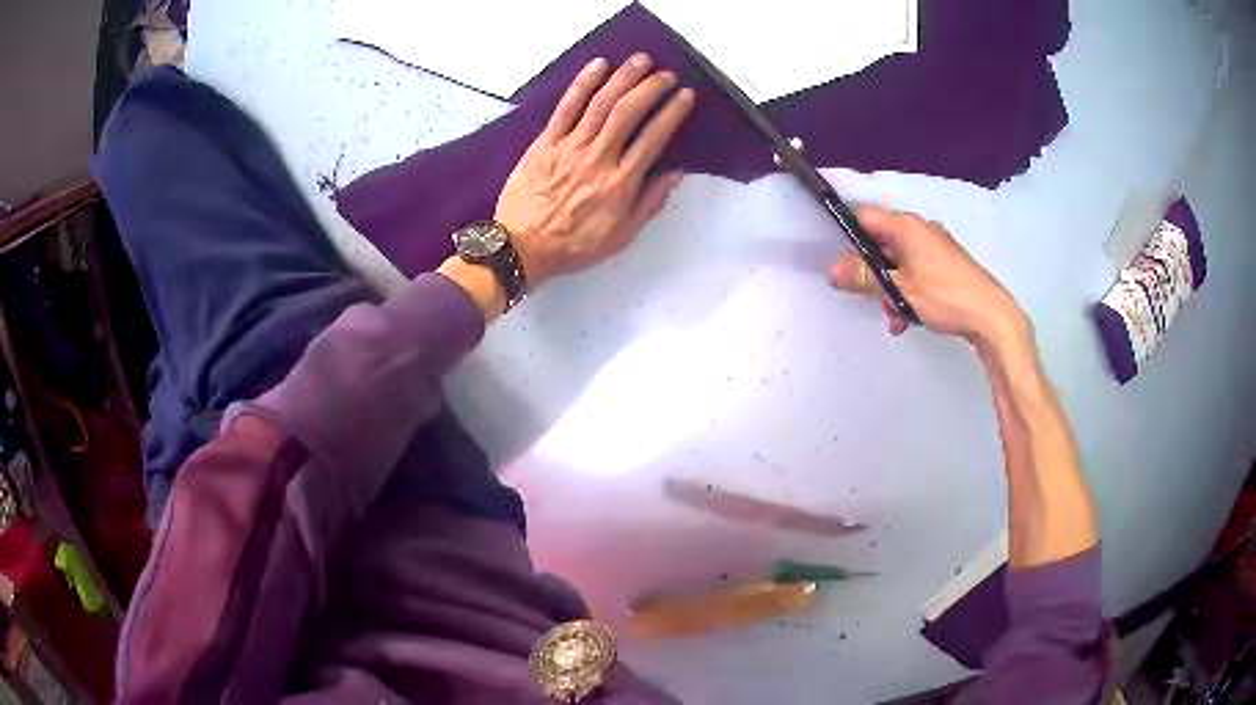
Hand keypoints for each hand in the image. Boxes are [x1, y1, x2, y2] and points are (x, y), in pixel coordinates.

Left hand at [494, 53, 693, 288]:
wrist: (522, 247)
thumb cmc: (573, 246)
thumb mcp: (621, 236)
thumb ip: (649, 202)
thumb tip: (675, 173)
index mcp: (620, 183)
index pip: (654, 137)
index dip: (672, 112)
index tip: (684, 95)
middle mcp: (598, 158)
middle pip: (628, 112)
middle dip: (651, 87)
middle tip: (665, 74)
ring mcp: (569, 147)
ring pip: (600, 103)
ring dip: (623, 77)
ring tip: (640, 60)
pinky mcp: (545, 142)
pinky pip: (566, 107)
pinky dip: (583, 83)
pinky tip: (598, 66)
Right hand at [829, 204, 1026, 347]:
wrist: (990, 315)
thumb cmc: (944, 296)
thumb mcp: (898, 290)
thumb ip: (864, 278)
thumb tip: (834, 270)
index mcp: (905, 225)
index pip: (863, 215)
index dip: (847, 234)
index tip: (842, 261)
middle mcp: (919, 228)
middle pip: (880, 242)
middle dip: (873, 273)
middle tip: (873, 300)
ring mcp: (935, 245)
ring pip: (898, 261)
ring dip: (891, 288)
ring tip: (896, 318)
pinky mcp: (946, 262)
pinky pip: (916, 270)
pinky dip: (908, 290)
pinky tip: (911, 317)